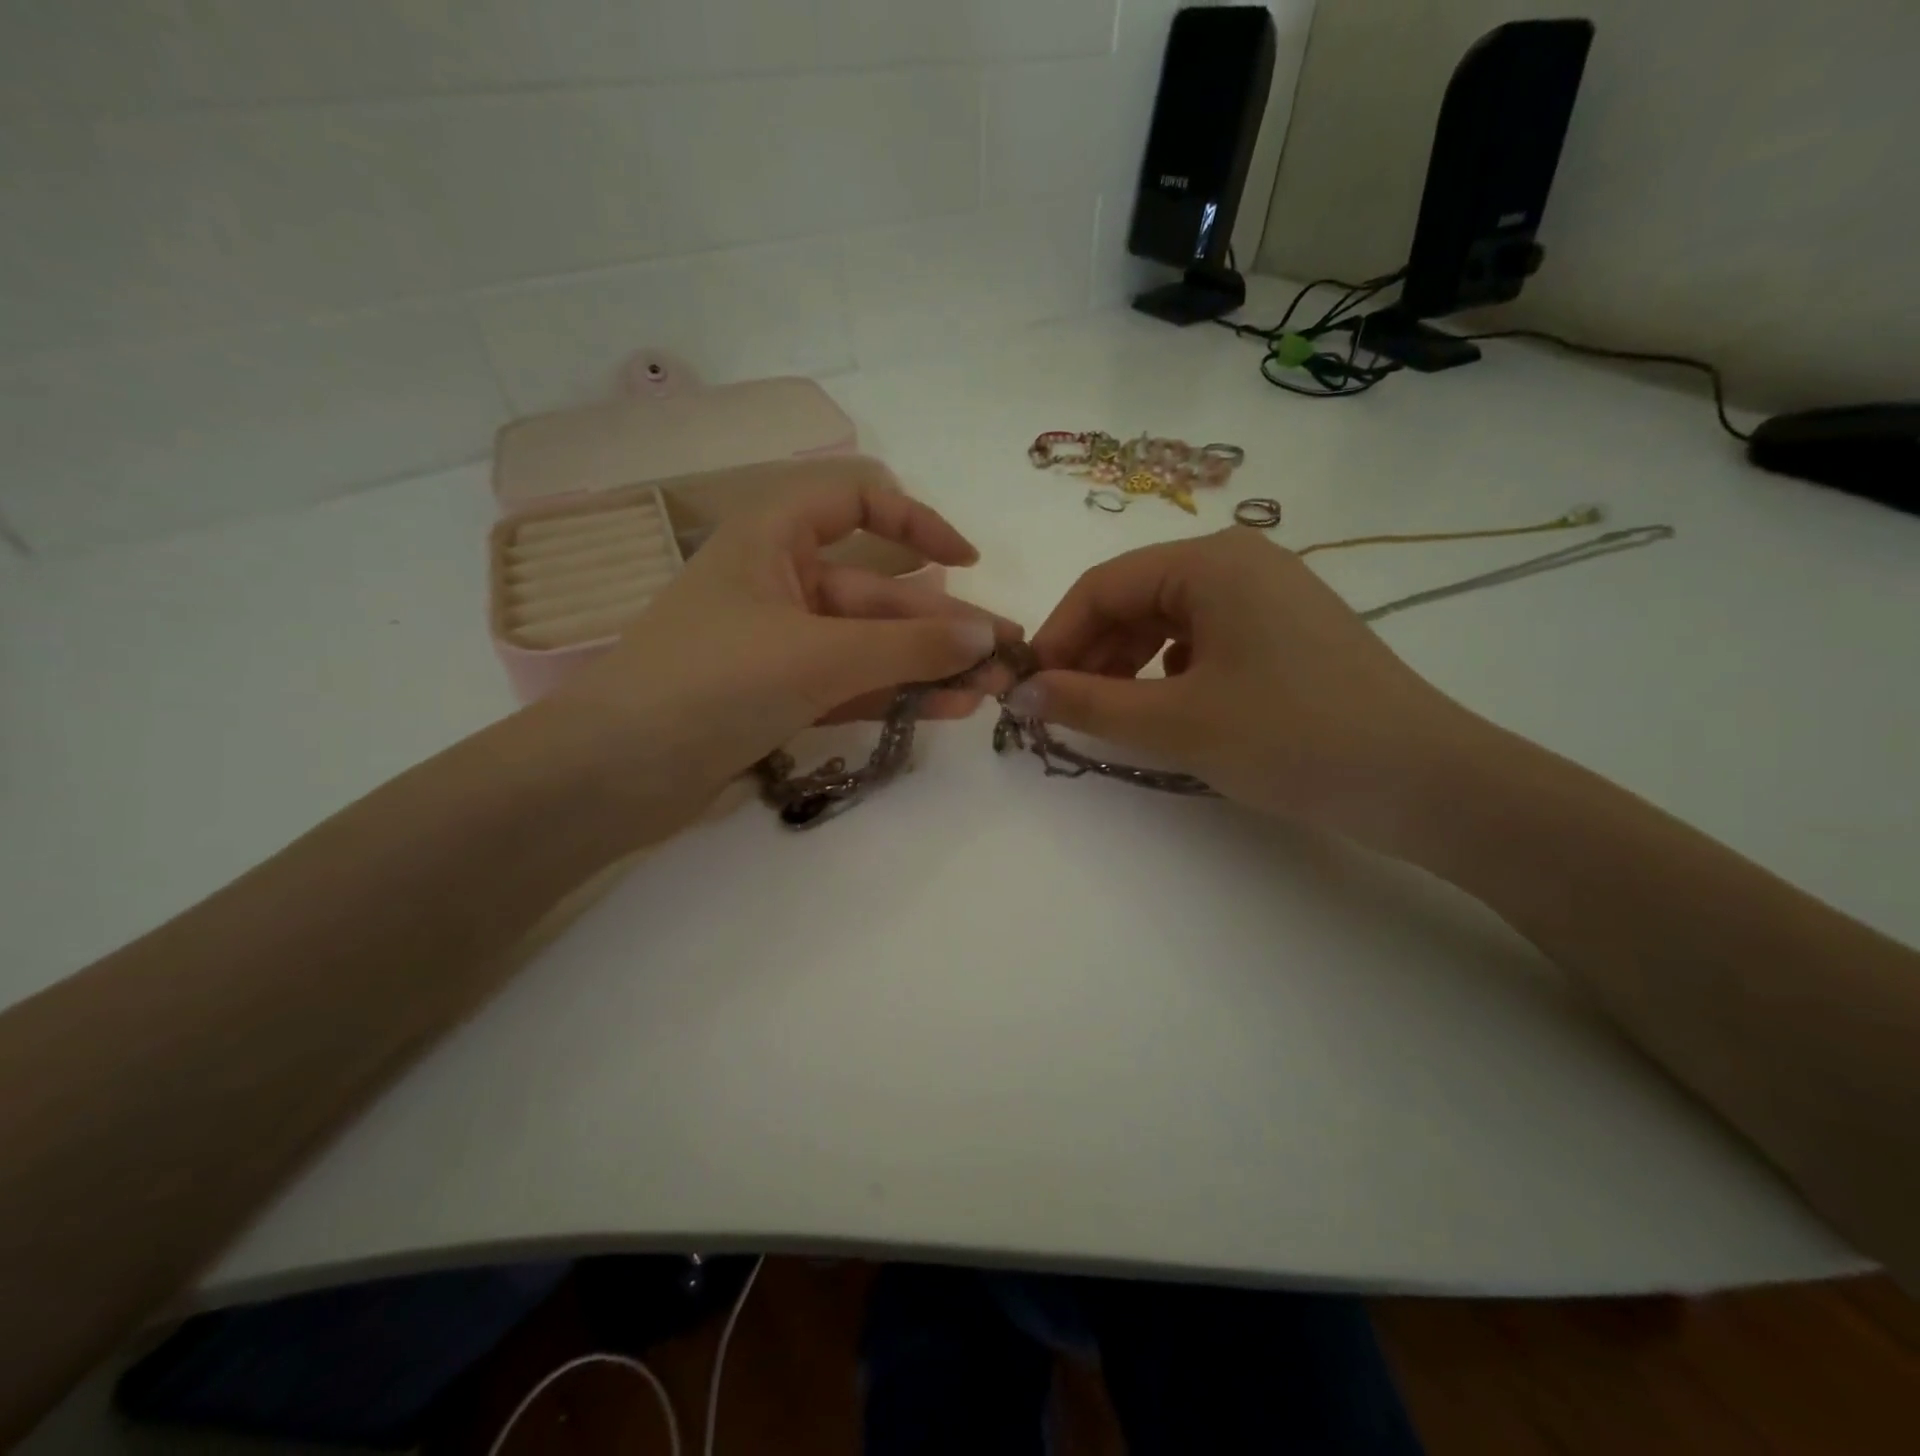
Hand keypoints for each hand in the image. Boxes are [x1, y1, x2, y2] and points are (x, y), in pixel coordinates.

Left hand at [541, 479, 1021, 842]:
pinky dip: (894, 694)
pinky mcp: (778, 696)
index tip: (966, 563)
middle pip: (876, 593)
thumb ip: (908, 647)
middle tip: (1006, 658)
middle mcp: (778, 582)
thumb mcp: (819, 655)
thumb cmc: (711, 683)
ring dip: (927, 666)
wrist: (612, 774)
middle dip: (941, 625)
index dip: (917, 523)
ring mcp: (779, 644)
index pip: (856, 500)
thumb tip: (988, 638)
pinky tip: (947, 709)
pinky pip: (850, 684)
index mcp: (772, 537)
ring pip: (868, 645)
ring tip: (991, 691)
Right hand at [1016, 528, 1483, 847]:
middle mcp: (1240, 560)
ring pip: (1168, 619)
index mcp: (1211, 561)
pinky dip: (1170, 669)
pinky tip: (1170, 705)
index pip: (1103, 586)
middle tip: (1064, 708)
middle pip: (1135, 598)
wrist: (1423, 781)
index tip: (1028, 689)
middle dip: (1092, 652)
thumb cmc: (1290, 738)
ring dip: (1127, 663)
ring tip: (1111, 712)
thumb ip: (1087, 703)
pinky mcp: (1287, 630)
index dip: (1057, 637)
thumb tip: (1018, 694)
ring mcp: (1269, 593)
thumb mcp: (1175, 722)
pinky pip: (1205, 638)